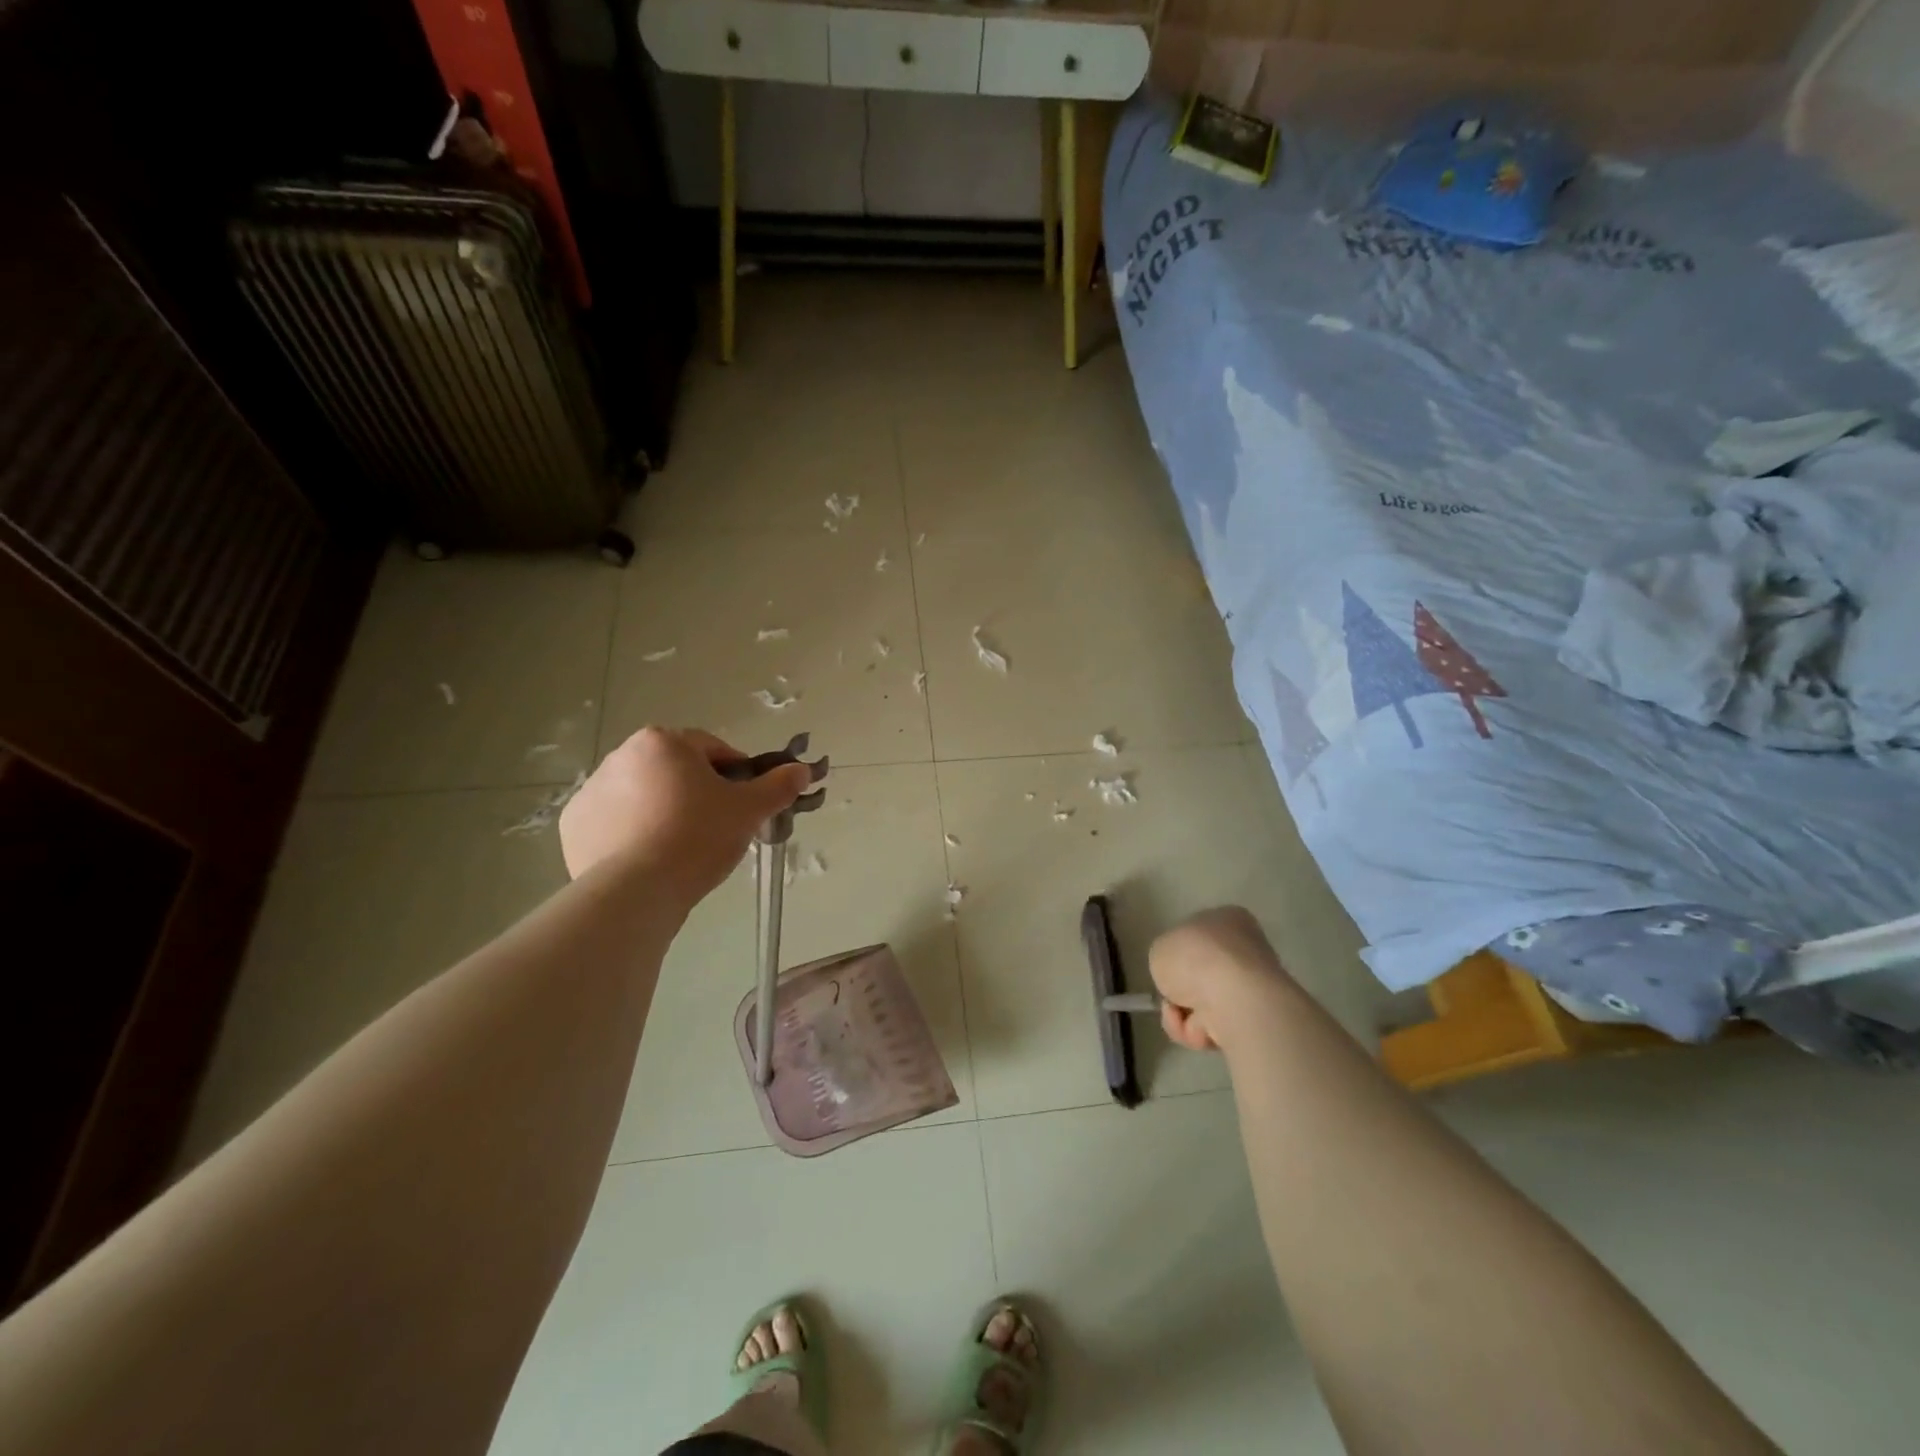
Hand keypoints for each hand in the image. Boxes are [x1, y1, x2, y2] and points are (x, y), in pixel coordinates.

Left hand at [559, 728, 812, 905]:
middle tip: (715, 827)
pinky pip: (613, 821)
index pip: (712, 749)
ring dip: (663, 810)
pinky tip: (649, 858)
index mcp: (664, 741)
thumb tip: (802, 770)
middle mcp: (622, 755)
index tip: (743, 803)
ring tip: (681, 847)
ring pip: (643, 794)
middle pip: (674, 770)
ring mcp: (592, 790)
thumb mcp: (749, 810)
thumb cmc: (698, 837)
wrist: (637, 890)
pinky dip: (630, 833)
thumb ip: (778, 786)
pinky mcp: (574, 825)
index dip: (735, 774)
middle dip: (695, 792)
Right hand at [1148, 906, 1295, 1054]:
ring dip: (1184, 1016)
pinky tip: (1197, 1030)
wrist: (1234, 997)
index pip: (1198, 936)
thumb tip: (1179, 979)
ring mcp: (1254, 987)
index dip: (1178, 954)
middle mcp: (1246, 949)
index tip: (1167, 968)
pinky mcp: (1256, 1020)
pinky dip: (1198, 1032)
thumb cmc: (1194, 958)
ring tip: (1179, 1017)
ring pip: (1204, 1005)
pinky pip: (1215, 1027)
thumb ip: (1166, 959)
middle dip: (1181, 992)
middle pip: (1201, 975)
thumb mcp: (1160, 948)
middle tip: (1170, 997)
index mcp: (1228, 919)